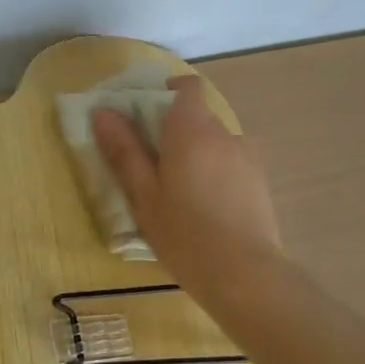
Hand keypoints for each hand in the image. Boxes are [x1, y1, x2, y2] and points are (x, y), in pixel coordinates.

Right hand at [91, 74, 283, 299]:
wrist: (245, 276)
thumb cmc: (184, 232)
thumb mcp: (144, 194)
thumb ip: (125, 150)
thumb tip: (104, 112)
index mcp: (192, 129)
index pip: (187, 87)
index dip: (167, 93)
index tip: (145, 116)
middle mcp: (224, 134)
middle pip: (198, 117)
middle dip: (174, 132)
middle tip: (150, 166)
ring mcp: (248, 158)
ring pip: (215, 144)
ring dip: (196, 156)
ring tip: (179, 194)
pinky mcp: (260, 183)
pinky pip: (231, 165)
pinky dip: (215, 174)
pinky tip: (205, 210)